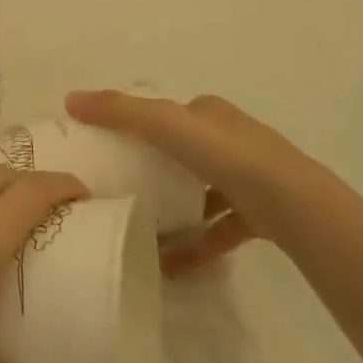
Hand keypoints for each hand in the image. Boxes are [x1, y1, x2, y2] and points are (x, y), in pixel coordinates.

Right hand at [65, 90, 342, 274]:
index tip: (112, 147)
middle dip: (157, 169)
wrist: (293, 204)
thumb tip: (70, 98)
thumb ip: (119, 111)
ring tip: (144, 229)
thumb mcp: (164, 125)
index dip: (141, 125)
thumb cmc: (225, 156)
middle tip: (122, 188)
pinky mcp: (261, 216)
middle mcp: (232, 140)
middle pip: (187, 152)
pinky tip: (172, 264)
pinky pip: (220, 229)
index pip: (171, 114)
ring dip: (177, 210)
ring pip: (204, 192)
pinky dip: (197, 244)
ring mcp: (250, 180)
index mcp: (210, 114)